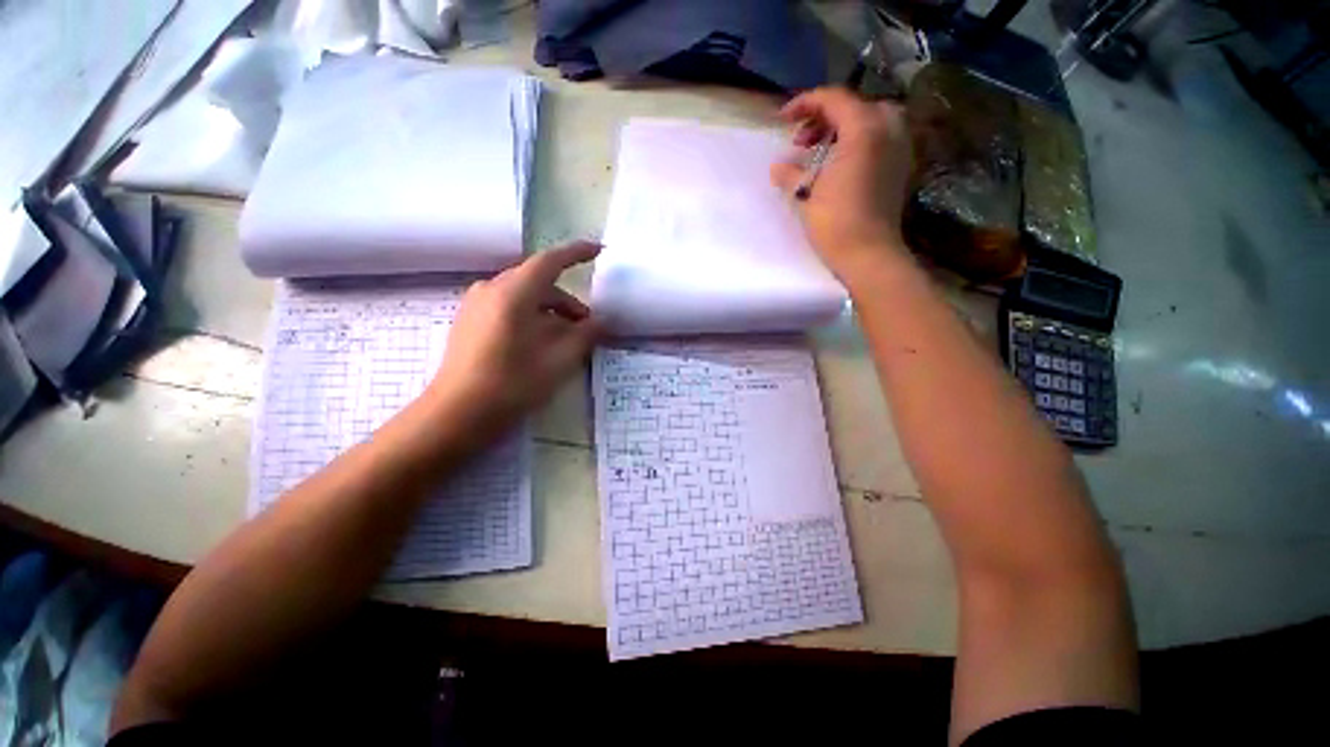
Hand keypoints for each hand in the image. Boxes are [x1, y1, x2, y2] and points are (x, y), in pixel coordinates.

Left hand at [421, 242, 602, 442]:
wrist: (456, 414)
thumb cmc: (512, 384)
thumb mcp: (559, 360)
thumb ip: (585, 335)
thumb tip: (601, 321)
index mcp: (513, 293)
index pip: (551, 261)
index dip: (577, 253)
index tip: (599, 251)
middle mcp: (492, 289)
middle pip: (539, 283)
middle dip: (568, 301)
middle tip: (588, 327)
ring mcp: (476, 304)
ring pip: (524, 297)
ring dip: (551, 312)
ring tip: (566, 340)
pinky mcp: (469, 320)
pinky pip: (509, 308)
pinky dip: (532, 318)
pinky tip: (540, 344)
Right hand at [770, 88, 912, 281]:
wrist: (868, 254)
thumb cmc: (836, 223)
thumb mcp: (807, 195)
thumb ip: (791, 174)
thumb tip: (778, 166)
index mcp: (864, 130)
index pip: (833, 99)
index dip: (804, 103)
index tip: (782, 118)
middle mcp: (888, 129)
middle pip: (854, 106)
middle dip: (824, 116)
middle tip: (802, 139)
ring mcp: (898, 148)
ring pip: (870, 120)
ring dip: (841, 128)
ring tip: (818, 151)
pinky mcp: (900, 166)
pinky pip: (879, 138)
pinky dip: (857, 141)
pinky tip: (839, 163)